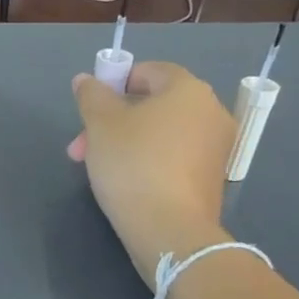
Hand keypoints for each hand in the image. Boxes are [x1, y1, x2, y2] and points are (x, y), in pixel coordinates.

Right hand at [68, 63, 234, 283]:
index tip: (91, 108)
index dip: (116, 83)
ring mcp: (216, 147)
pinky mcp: (211, 177)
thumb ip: (92, 95)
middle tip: (82, 146)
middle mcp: (211, 112)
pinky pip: (174, 155)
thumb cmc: (132, 163)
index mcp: (188, 90)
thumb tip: (86, 80)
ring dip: (127, 141)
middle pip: (154, 104)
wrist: (168, 228)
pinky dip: (148, 160)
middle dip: (113, 120)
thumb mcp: (100, 124)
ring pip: (161, 132)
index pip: (150, 71)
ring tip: (98, 166)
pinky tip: (125, 181)